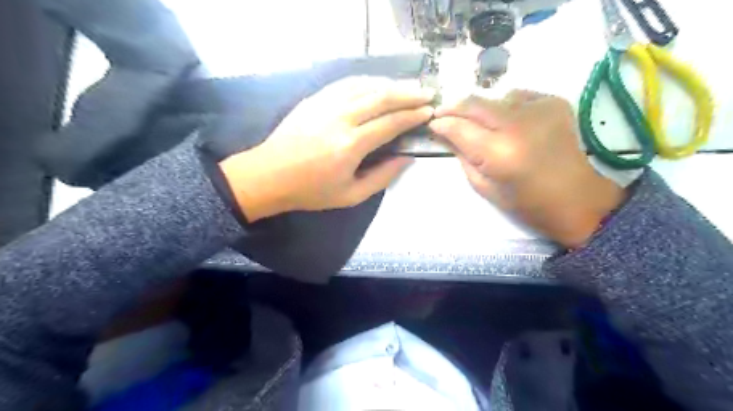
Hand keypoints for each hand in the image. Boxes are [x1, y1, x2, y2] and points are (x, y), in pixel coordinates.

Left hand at [220, 77, 429, 224]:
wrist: (269, 175)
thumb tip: (407, 158)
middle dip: (409, 94)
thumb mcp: (351, 196)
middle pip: (382, 97)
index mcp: (351, 145)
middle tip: (427, 93)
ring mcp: (325, 104)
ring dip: (390, 84)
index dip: (413, 116)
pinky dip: (367, 81)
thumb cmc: (311, 191)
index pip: (390, 122)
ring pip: (365, 85)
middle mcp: (341, 118)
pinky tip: (377, 84)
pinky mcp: (314, 99)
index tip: (429, 112)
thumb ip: (382, 177)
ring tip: (407, 88)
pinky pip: (346, 83)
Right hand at [430, 91, 622, 246]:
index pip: (459, 127)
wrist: (575, 198)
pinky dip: (506, 106)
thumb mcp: (483, 186)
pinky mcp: (554, 103)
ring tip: (481, 123)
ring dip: (482, 109)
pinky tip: (509, 122)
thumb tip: (446, 134)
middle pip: (475, 103)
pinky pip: (518, 96)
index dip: (442, 123)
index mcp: (499, 153)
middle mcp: (518, 125)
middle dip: (454, 107)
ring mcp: (539, 110)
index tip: (432, 123)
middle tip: (443, 113)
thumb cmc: (525, 202)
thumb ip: (462, 156)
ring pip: (495, 97)